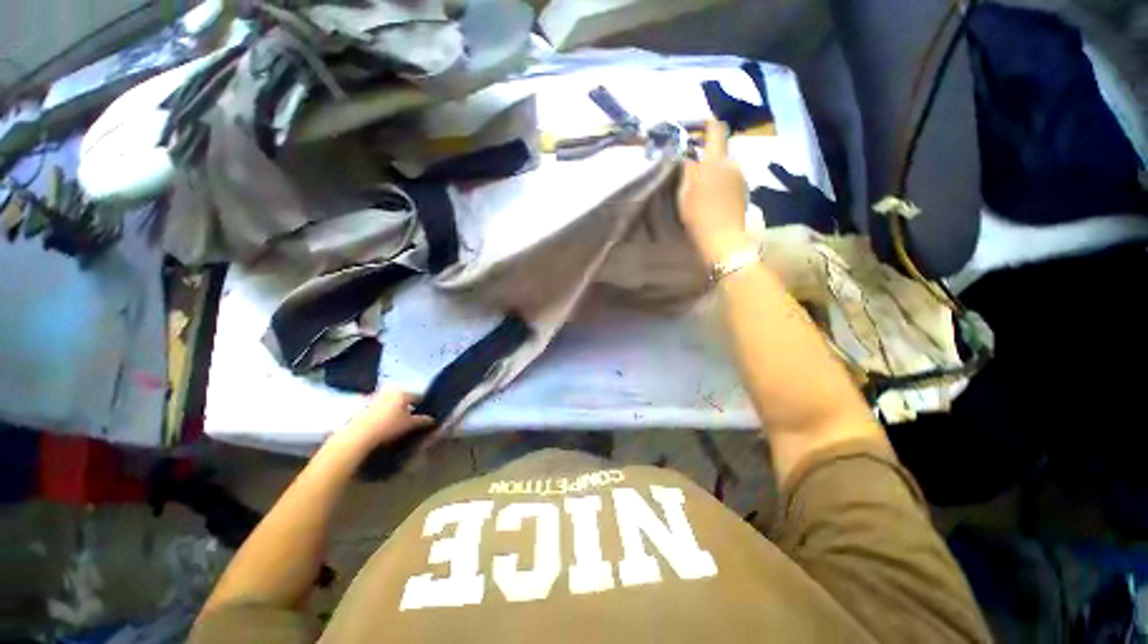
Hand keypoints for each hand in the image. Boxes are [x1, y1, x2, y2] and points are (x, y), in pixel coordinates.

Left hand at [334, 387, 433, 454]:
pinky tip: (383, 425)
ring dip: (395, 410)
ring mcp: (375, 396)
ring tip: (396, 424)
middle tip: (411, 420)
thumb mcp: (410, 424)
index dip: (423, 406)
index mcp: (403, 392)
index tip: (425, 415)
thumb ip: (423, 420)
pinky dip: (383, 414)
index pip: (418, 397)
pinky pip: (379, 408)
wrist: (357, 436)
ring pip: (390, 403)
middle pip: (403, 398)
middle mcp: (389, 390)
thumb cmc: (388, 426)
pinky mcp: (362, 405)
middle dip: (408, 407)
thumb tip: (432, 419)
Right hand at [678, 120, 750, 264]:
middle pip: (720, 149)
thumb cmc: (700, 216)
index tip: (695, 126)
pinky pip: (729, 177)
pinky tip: (710, 195)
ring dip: (712, 168)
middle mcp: (733, 163)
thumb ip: (686, 169)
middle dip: (705, 153)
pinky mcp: (743, 191)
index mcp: (716, 160)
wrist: (724, 240)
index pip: (716, 130)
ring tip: (698, 184)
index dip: (706, 123)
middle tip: (690, 165)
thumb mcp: (685, 192)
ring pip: (724, 165)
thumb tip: (686, 155)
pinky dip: (719, 180)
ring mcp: (740, 178)